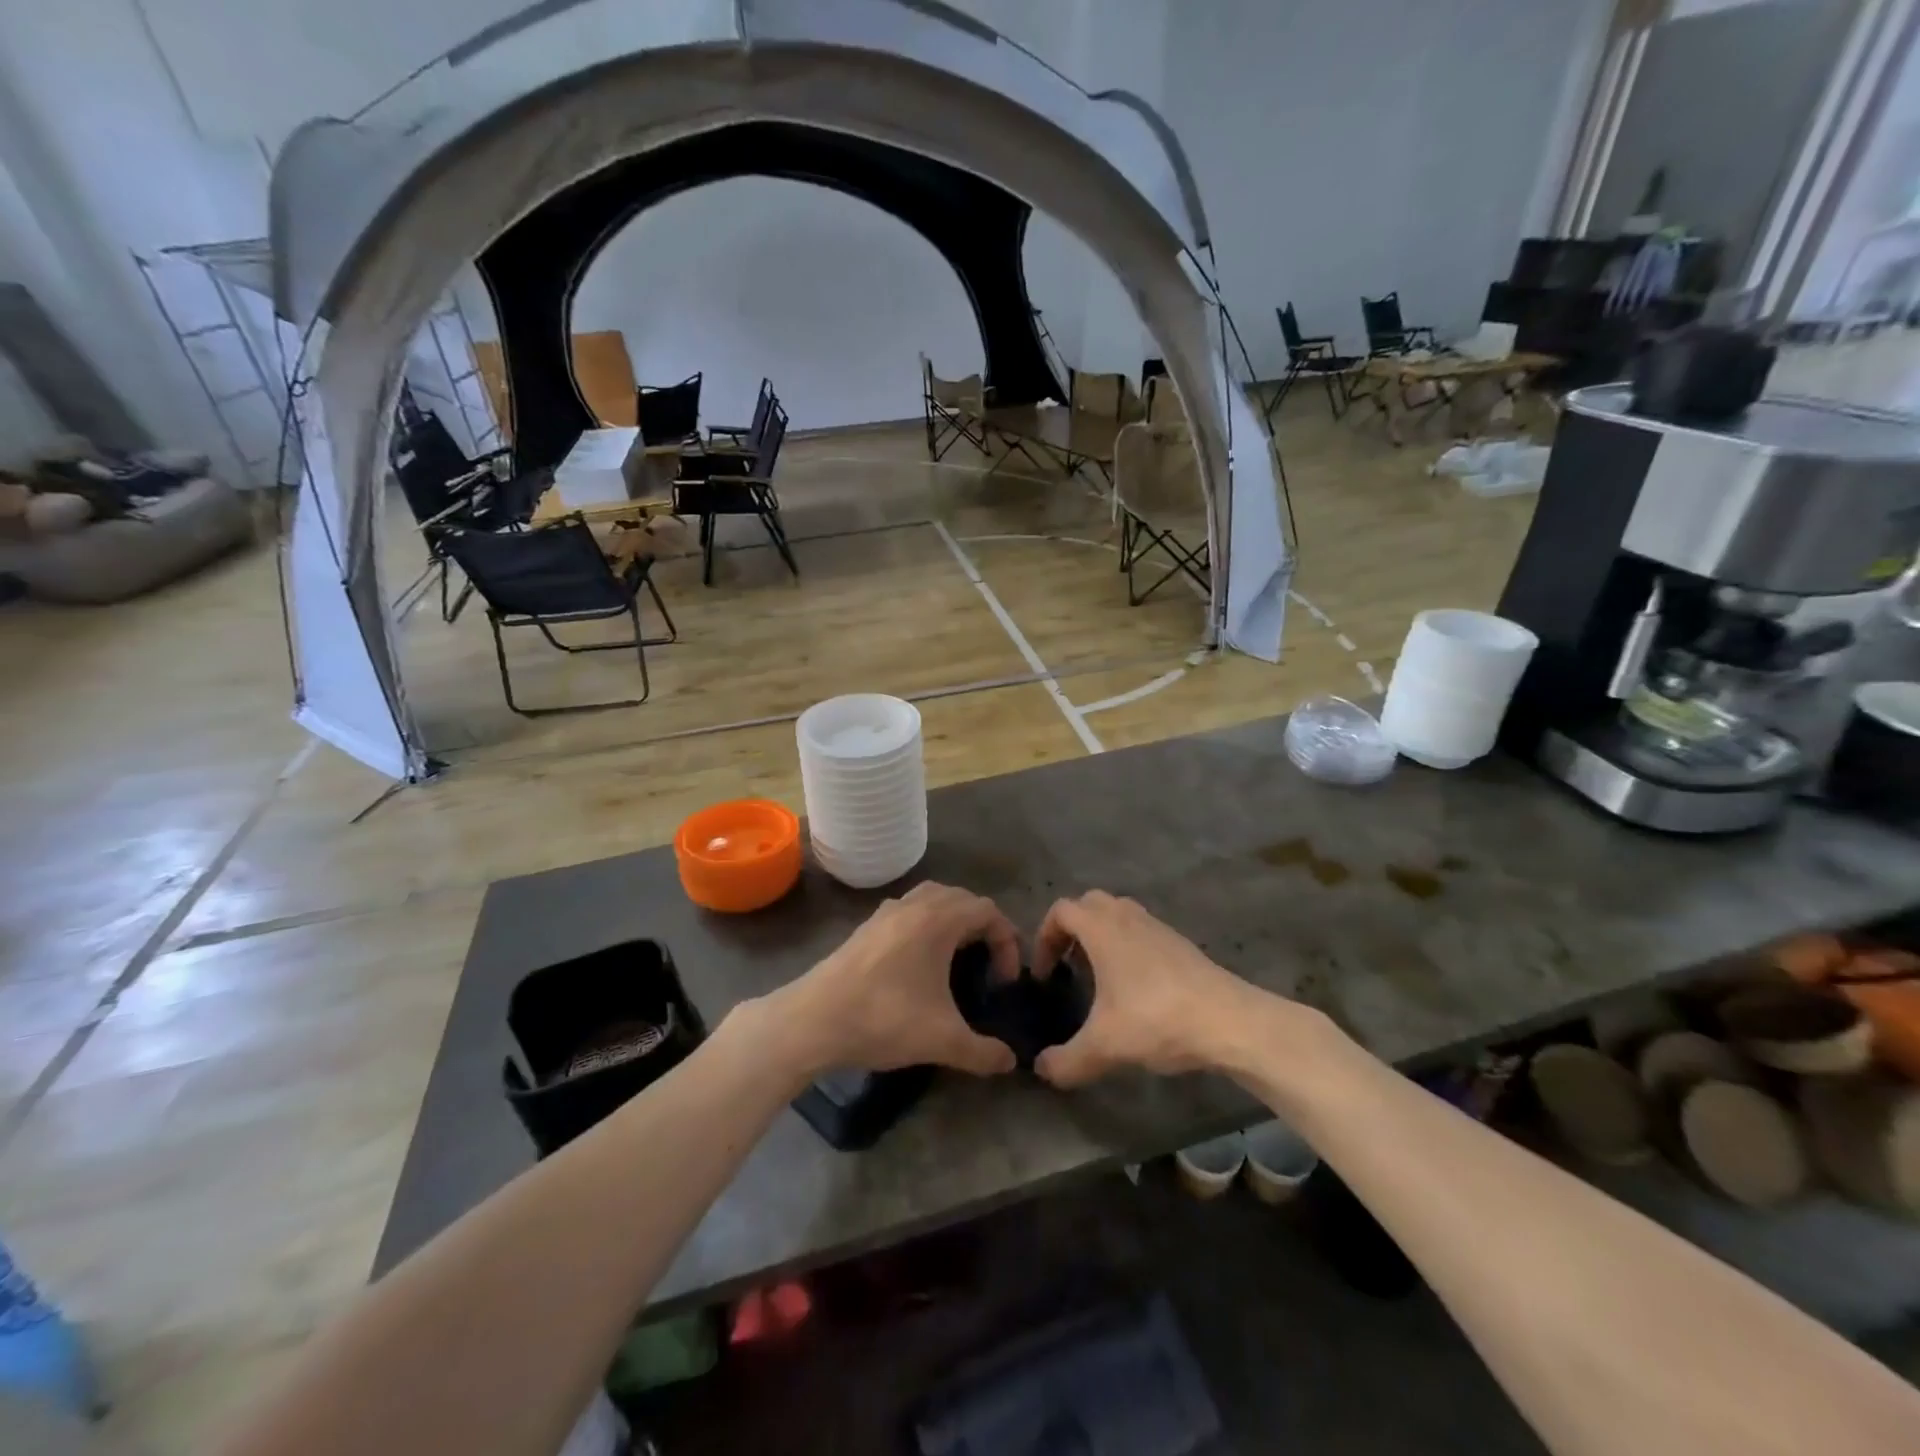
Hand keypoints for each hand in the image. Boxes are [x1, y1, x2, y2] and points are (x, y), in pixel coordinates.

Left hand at [771, 883, 1021, 1077]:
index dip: (1007, 941)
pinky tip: (920, 963)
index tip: (1005, 981)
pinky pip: (908, 911)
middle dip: (983, 927)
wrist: (813, 1020)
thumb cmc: (884, 1019)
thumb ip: (982, 1051)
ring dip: (953, 920)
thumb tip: (1010, 1062)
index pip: (988, 911)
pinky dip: (926, 924)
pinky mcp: (866, 927)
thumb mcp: (941, 1040)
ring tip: (959, 958)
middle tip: (989, 964)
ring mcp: (886, 913)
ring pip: (932, 899)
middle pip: (962, 897)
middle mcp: (914, 905)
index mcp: (938, 919)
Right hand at [1031, 891, 1255, 1087]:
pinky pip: (1142, 931)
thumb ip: (1065, 1061)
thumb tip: (1040, 1070)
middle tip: (1068, 966)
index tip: (1045, 974)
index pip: (1061, 911)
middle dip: (1071, 930)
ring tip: (1099, 977)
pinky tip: (1134, 989)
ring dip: (1101, 936)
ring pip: (1118, 914)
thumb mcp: (1104, 1047)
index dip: (1044, 938)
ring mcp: (1158, 927)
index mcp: (1103, 928)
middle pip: (1089, 904)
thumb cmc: (1157, 1019)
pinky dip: (1128, 947)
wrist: (1230, 1021)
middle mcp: (1127, 917)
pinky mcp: (1180, 944)